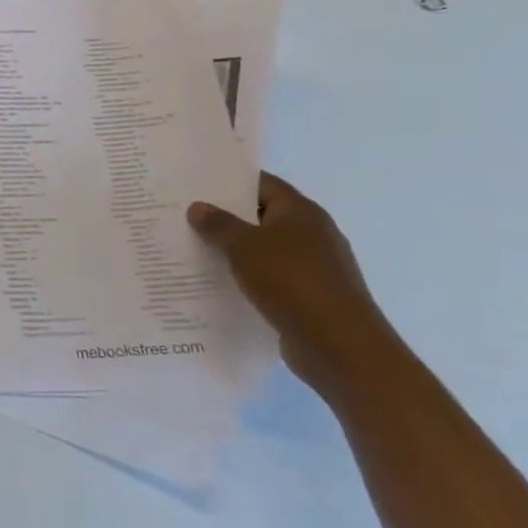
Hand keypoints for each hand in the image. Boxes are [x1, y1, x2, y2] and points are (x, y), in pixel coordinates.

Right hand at [187, 172, 399, 393]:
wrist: (340, 346)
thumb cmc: (292, 282)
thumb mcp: (244, 246)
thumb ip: (218, 224)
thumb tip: (198, 207)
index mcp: (302, 212)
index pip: (263, 184)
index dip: (230, 181)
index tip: (196, 185)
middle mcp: (313, 234)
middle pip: (263, 216)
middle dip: (227, 218)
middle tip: (187, 217)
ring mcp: (315, 267)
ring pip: (266, 250)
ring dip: (236, 251)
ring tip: (195, 250)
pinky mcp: (311, 297)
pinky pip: (272, 278)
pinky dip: (249, 278)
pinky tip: (220, 284)